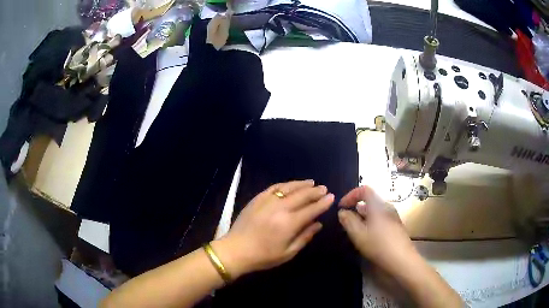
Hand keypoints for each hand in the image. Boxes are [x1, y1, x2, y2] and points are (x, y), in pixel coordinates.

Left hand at [213, 180, 333, 277]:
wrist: (236, 250)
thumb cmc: (264, 256)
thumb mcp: (288, 253)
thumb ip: (305, 237)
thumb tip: (318, 224)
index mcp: (289, 223)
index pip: (311, 209)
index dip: (323, 203)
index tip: (331, 197)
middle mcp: (280, 208)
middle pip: (302, 195)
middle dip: (315, 191)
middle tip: (324, 188)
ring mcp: (267, 201)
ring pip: (288, 188)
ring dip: (302, 184)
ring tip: (311, 182)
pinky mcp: (257, 199)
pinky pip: (274, 187)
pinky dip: (285, 184)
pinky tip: (291, 184)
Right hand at [338, 185, 417, 275]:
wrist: (402, 260)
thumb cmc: (379, 245)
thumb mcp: (358, 234)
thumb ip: (348, 221)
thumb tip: (342, 211)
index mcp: (378, 206)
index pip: (364, 190)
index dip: (351, 195)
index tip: (341, 207)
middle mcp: (387, 208)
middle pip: (369, 201)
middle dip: (356, 208)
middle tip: (346, 222)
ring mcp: (393, 217)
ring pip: (375, 212)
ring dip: (363, 217)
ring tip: (356, 231)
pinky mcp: (396, 227)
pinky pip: (381, 219)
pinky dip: (371, 223)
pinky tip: (369, 238)